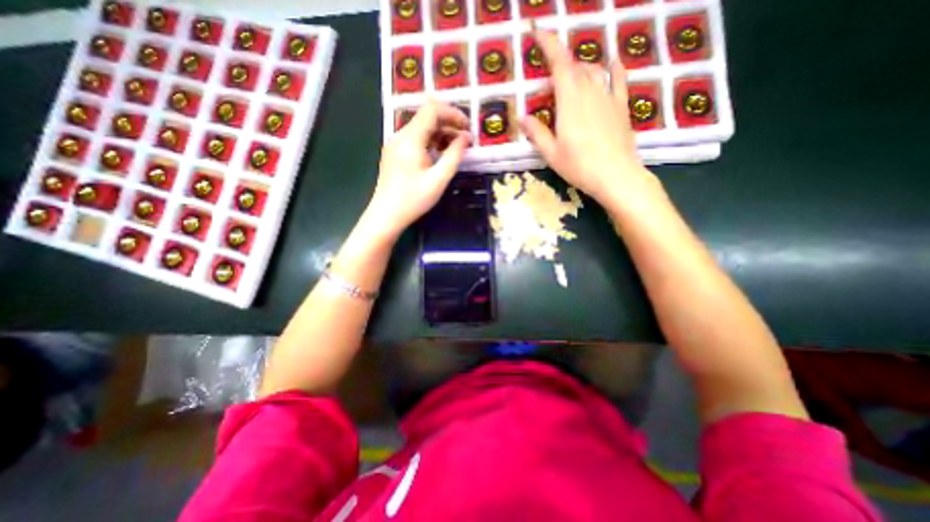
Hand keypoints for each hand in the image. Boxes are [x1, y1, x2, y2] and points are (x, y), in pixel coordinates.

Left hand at [367, 98, 472, 238]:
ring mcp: (396, 144)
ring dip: (441, 134)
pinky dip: (431, 142)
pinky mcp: (395, 154)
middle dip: (449, 124)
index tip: (468, 127)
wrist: (386, 215)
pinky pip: (415, 140)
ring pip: (421, 129)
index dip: (453, 113)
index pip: (432, 110)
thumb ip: (454, 156)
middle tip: (466, 140)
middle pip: (426, 118)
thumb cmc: (413, 200)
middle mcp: (401, 136)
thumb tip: (466, 138)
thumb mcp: (438, 179)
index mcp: (410, 139)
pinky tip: (440, 155)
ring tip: (456, 149)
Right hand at [520, 28, 655, 205]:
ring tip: (567, 87)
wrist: (616, 175)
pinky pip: (618, 78)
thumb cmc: (579, 166)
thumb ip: (537, 133)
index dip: (547, 44)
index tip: (536, 30)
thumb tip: (523, 117)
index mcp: (570, 101)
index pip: (558, 63)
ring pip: (592, 71)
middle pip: (573, 68)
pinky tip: (609, 64)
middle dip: (557, 71)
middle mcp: (590, 91)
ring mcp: (608, 96)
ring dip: (577, 71)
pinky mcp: (621, 106)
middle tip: (545, 94)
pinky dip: (611, 68)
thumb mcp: (551, 153)